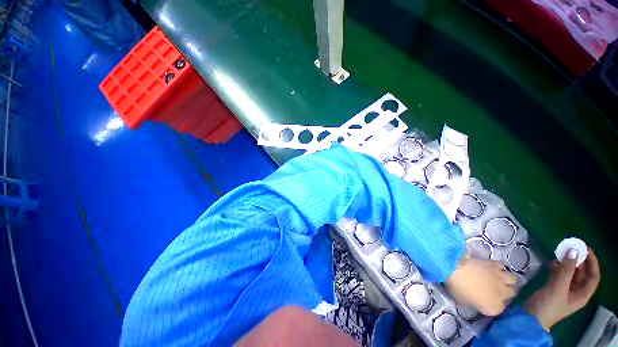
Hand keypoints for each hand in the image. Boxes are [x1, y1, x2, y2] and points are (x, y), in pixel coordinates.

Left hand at [446, 258, 517, 315]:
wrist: (454, 269)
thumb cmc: (457, 288)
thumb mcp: (463, 302)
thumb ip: (474, 304)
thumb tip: (476, 300)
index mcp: (494, 308)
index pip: (502, 308)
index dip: (496, 302)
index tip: (490, 299)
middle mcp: (502, 294)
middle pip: (512, 293)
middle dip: (506, 291)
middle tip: (496, 288)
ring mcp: (500, 278)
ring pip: (513, 279)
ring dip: (507, 279)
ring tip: (498, 278)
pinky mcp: (494, 264)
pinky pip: (502, 266)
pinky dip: (499, 267)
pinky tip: (492, 267)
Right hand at [524, 248, 599, 330]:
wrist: (532, 316)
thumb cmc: (549, 304)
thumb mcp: (558, 287)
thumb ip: (566, 269)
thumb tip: (574, 251)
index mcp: (582, 294)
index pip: (593, 276)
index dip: (592, 263)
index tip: (586, 249)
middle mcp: (576, 291)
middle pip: (582, 274)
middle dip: (579, 261)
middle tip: (572, 248)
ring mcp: (565, 290)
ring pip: (570, 273)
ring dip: (567, 263)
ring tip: (560, 254)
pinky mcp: (554, 288)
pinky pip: (560, 275)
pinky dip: (558, 268)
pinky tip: (551, 263)